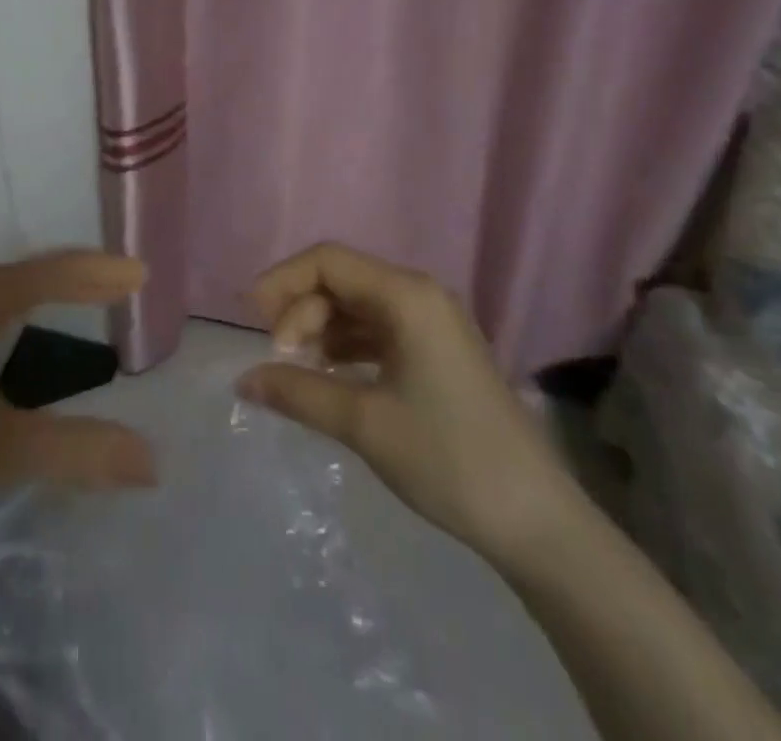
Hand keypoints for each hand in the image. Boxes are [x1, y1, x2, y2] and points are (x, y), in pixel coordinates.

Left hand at [0, 252, 155, 525]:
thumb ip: (74, 452)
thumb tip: (151, 461)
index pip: (55, 273)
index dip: (100, 273)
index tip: (141, 273)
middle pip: (27, 272)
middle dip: (74, 275)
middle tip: (115, 284)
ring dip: (38, 289)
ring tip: (70, 298)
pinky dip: (7, 310)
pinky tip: (0, 340)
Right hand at [240, 243, 581, 564]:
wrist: (536, 520)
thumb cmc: (449, 458)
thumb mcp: (365, 423)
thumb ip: (298, 393)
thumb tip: (244, 381)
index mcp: (407, 296)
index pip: (329, 261)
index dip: (283, 281)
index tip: (252, 319)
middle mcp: (420, 295)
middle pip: (342, 279)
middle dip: (302, 310)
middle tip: (280, 358)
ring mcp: (433, 323)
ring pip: (358, 304)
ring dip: (322, 328)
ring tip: (299, 368)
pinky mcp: (438, 350)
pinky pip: (379, 329)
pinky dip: (348, 344)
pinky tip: (331, 374)